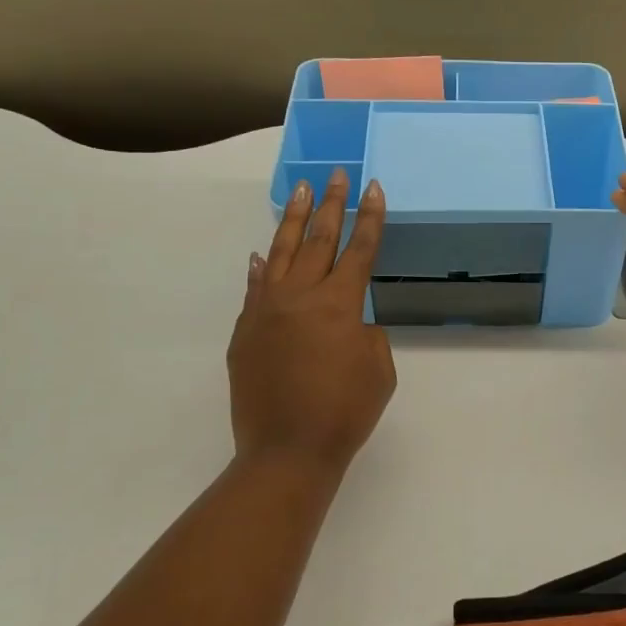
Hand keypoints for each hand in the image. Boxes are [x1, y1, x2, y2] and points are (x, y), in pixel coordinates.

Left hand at [228, 169, 395, 474]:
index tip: (372, 187)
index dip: (370, 218)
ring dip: (294, 221)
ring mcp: (266, 311)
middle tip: (335, 175)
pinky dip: (260, 269)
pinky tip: (260, 254)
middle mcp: (300, 297)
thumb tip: (347, 321)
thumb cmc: (345, 412)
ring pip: (280, 254)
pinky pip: (255, 289)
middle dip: (332, 205)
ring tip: (302, 192)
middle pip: (319, 240)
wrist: (287, 450)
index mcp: (339, 305)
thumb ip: (367, 333)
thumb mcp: (380, 370)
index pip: (359, 250)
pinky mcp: (245, 332)